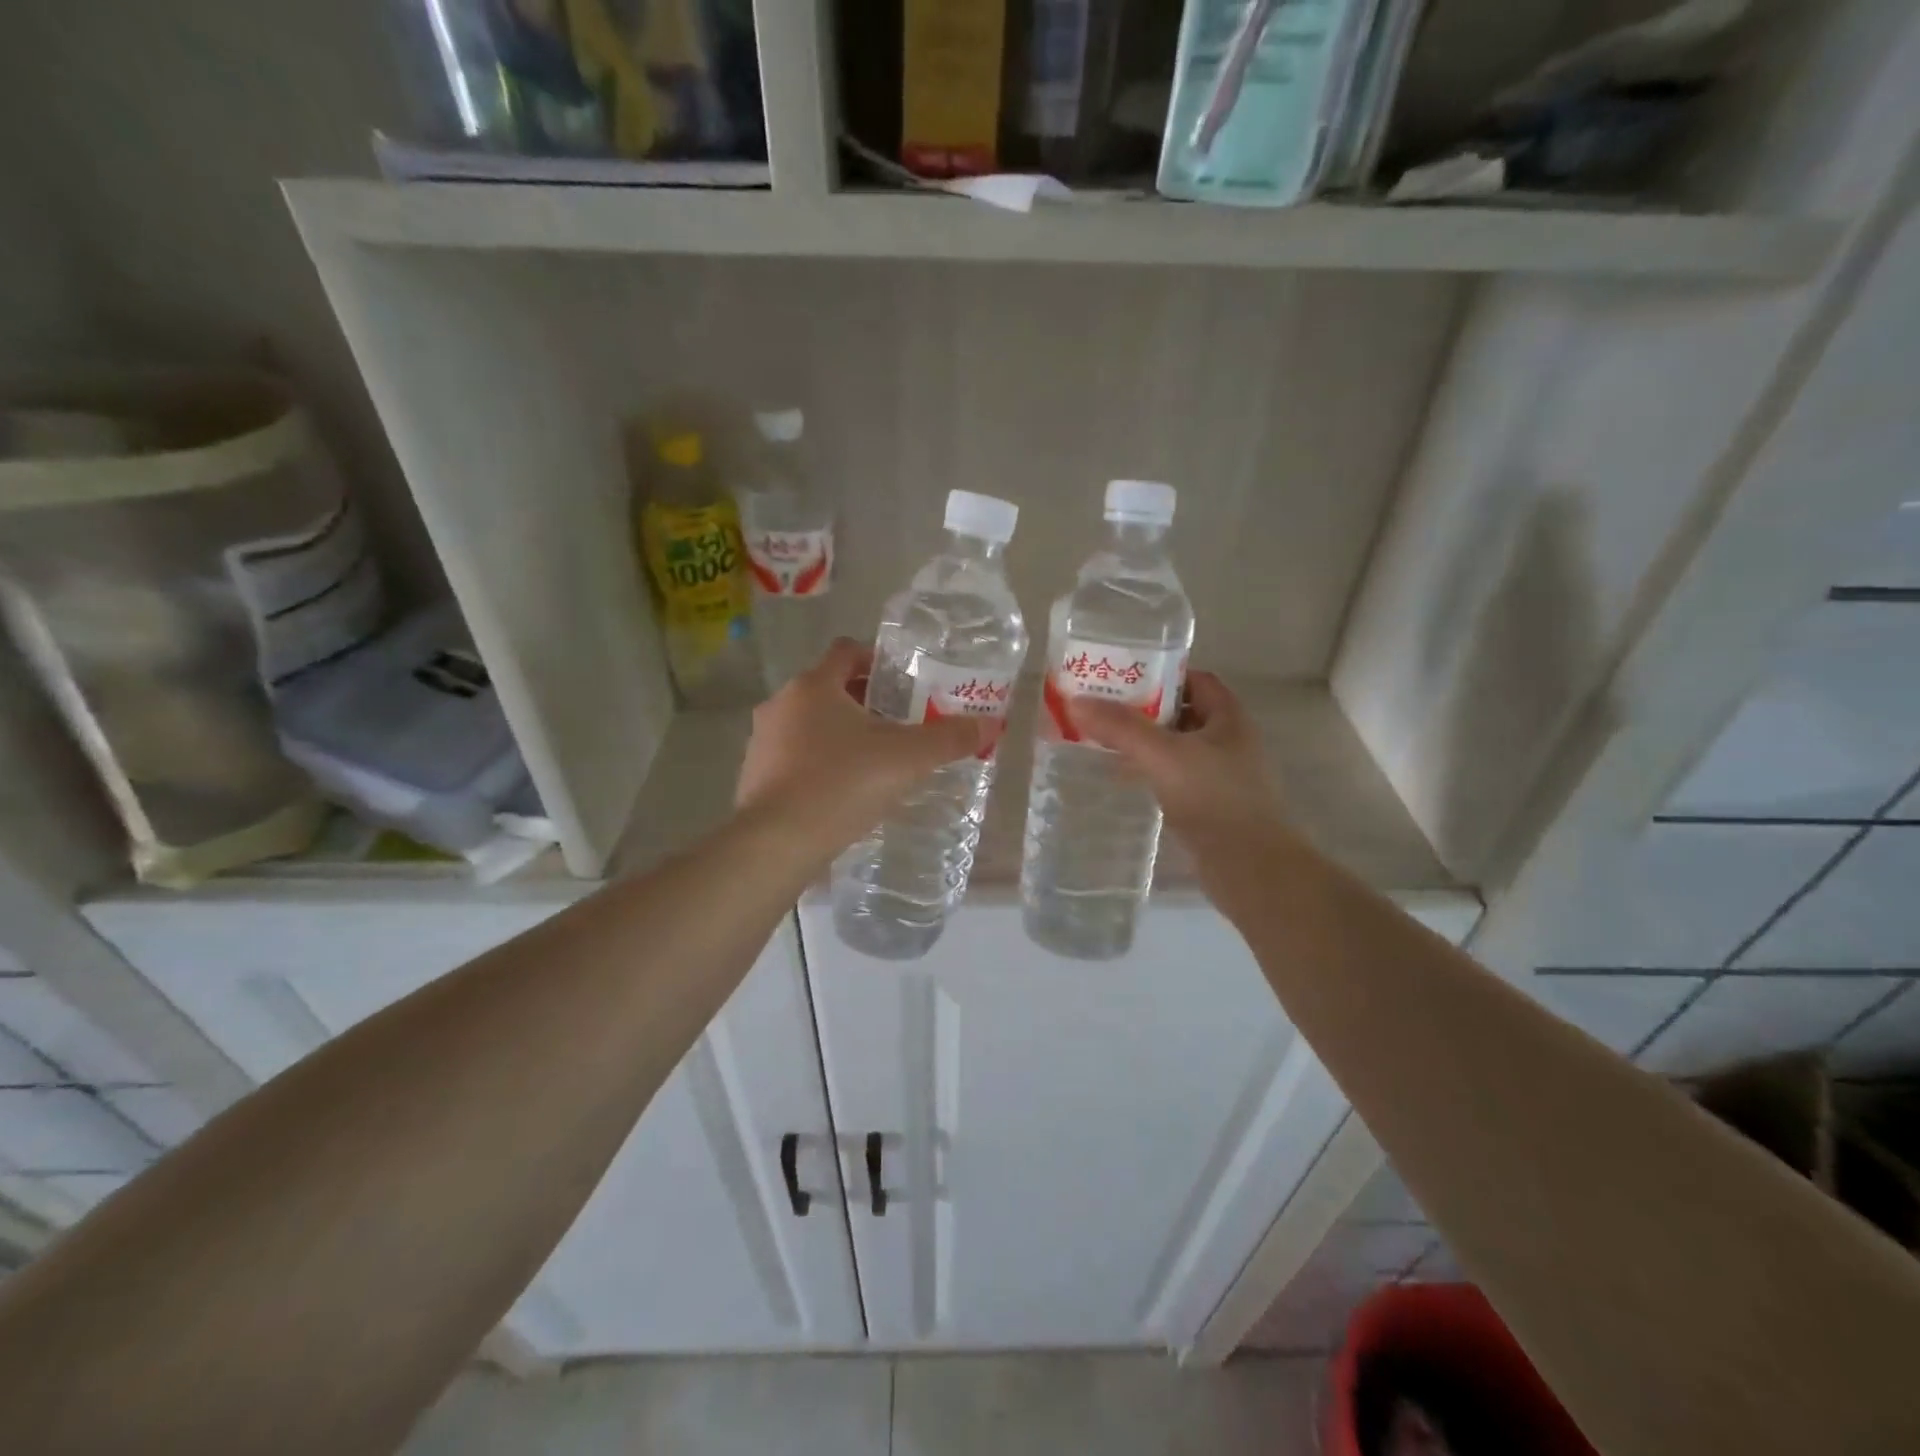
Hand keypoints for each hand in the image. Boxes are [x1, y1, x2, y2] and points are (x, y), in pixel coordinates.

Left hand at [736, 639, 991, 850]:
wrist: (776, 843)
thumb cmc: (842, 784)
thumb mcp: (907, 759)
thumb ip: (949, 738)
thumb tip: (990, 725)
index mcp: (814, 685)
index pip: (847, 651)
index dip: (879, 660)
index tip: (905, 682)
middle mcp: (782, 704)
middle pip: (830, 688)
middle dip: (866, 702)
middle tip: (901, 725)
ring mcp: (762, 741)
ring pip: (810, 724)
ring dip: (841, 734)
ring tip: (875, 762)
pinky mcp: (754, 776)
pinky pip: (795, 757)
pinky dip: (820, 764)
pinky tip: (843, 792)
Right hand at [1068, 671, 1282, 846]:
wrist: (1250, 868)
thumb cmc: (1214, 799)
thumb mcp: (1163, 755)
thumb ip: (1121, 728)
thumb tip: (1077, 701)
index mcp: (1229, 718)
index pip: (1196, 680)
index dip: (1161, 674)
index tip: (1123, 677)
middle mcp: (1229, 741)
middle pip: (1182, 713)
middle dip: (1144, 709)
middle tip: (1103, 708)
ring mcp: (1221, 776)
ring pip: (1177, 748)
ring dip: (1145, 743)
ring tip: (1104, 740)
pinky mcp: (1210, 806)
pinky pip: (1175, 778)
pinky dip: (1151, 773)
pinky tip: (1125, 780)